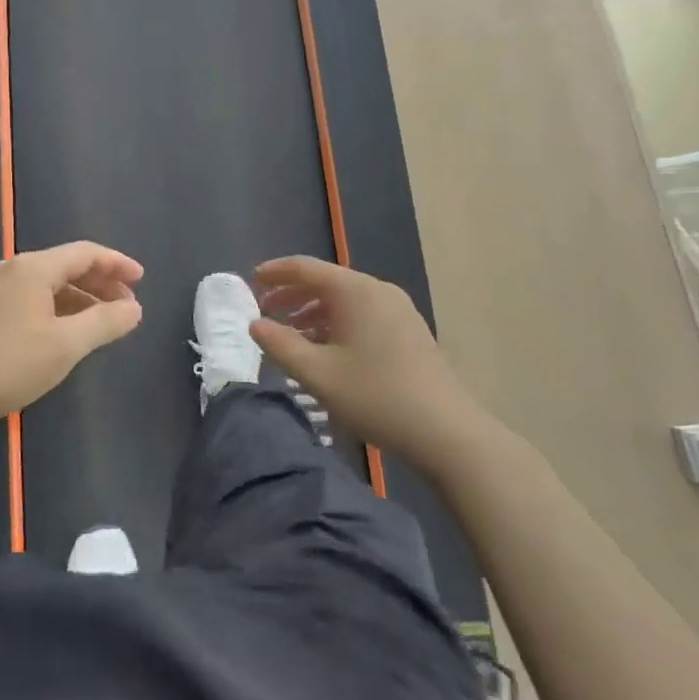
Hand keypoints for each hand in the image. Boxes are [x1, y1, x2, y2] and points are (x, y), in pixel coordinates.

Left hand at [0, 242, 143, 436]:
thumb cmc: (10, 364)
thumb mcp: (66, 345)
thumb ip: (105, 322)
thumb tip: (134, 308)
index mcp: (33, 267)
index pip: (84, 253)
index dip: (116, 264)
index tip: (141, 280)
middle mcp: (13, 268)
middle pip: (66, 265)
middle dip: (100, 283)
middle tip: (127, 306)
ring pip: (49, 283)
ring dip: (80, 297)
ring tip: (103, 321)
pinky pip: (32, 297)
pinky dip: (58, 307)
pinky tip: (68, 330)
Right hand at [250, 257, 492, 480]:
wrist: (446, 431)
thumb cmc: (375, 396)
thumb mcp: (317, 374)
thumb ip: (280, 345)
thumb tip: (255, 324)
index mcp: (353, 290)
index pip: (305, 268)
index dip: (275, 272)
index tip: (251, 281)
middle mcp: (376, 289)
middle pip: (325, 281)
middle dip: (292, 294)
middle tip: (265, 311)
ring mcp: (397, 308)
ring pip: (344, 299)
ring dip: (313, 311)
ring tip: (291, 335)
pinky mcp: (409, 328)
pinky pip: (362, 312)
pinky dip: (337, 321)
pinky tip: (326, 348)